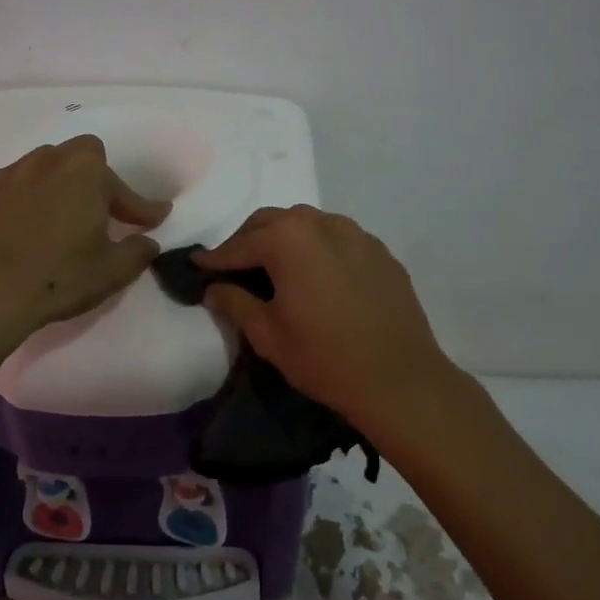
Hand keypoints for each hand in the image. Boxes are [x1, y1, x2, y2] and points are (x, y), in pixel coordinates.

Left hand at [0, 136, 169, 355]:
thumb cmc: (58, 277)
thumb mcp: (112, 271)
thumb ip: (138, 251)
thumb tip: (147, 241)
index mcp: (85, 173)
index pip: (124, 190)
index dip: (142, 208)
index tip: (155, 218)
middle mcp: (47, 162)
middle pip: (80, 155)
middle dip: (95, 177)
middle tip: (99, 210)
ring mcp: (8, 176)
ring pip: (41, 166)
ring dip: (56, 185)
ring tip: (59, 217)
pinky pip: (12, 190)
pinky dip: (23, 203)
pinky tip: (22, 231)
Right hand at [194, 206, 461, 442]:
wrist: (400, 379)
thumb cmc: (325, 357)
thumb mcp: (268, 335)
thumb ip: (235, 303)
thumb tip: (214, 288)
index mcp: (289, 239)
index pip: (241, 244)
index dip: (216, 257)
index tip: (198, 265)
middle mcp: (322, 224)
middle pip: (273, 221)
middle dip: (249, 239)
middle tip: (234, 265)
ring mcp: (357, 234)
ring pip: (308, 223)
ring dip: (284, 237)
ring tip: (275, 266)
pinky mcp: (381, 252)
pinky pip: (339, 238)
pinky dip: (318, 248)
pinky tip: (317, 275)